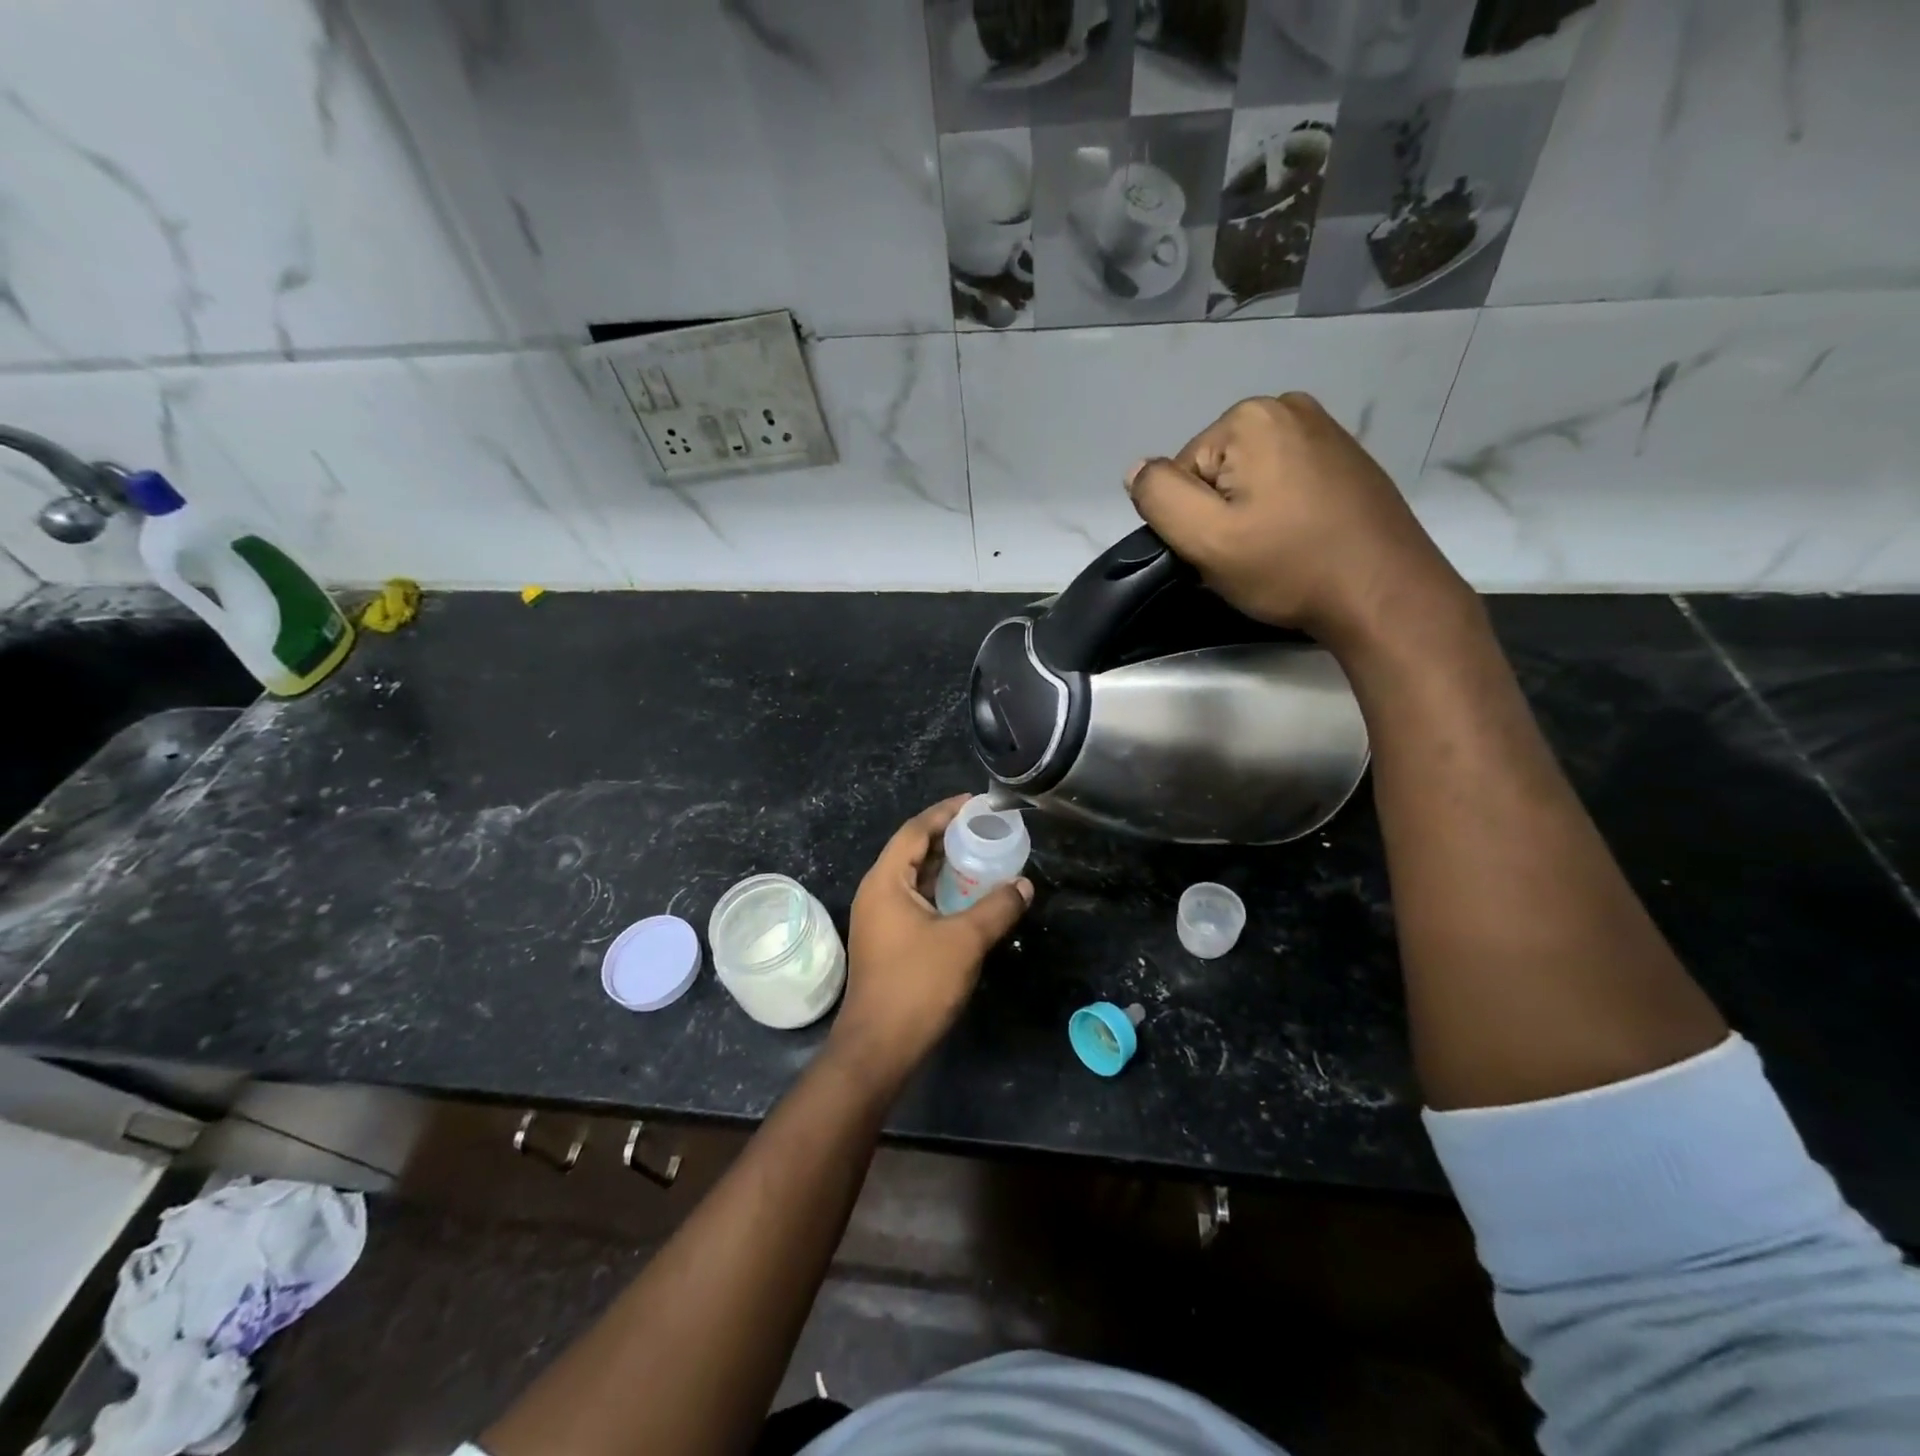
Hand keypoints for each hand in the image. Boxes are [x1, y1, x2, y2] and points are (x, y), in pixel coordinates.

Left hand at [832, 796, 1032, 1088]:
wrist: (879, 1047)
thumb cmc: (917, 985)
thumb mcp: (965, 941)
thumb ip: (997, 907)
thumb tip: (1023, 884)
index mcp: (886, 881)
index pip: (915, 830)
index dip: (946, 812)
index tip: (977, 803)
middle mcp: (877, 892)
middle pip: (914, 850)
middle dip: (950, 836)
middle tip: (988, 828)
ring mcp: (880, 918)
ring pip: (916, 878)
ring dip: (947, 865)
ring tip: (985, 856)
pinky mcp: (888, 940)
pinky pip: (917, 900)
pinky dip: (942, 891)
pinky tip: (970, 897)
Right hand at [1126, 393, 1470, 650]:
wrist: (1385, 593)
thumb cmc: (1289, 566)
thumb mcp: (1205, 538)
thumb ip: (1158, 497)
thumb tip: (1137, 470)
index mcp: (1249, 417)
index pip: (1181, 473)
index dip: (1191, 519)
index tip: (1221, 550)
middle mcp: (1288, 406)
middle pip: (1214, 471)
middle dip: (1220, 514)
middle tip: (1247, 555)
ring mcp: (1324, 428)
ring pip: (1249, 478)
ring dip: (1249, 515)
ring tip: (1275, 550)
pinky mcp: (1346, 457)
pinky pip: (1285, 480)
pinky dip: (1281, 510)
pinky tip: (1300, 538)